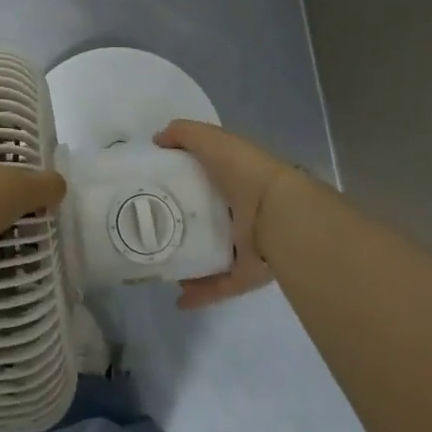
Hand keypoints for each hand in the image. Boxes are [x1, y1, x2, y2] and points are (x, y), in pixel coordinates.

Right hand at [154, 120, 299, 308]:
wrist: (278, 214)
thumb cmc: (244, 171)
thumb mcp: (211, 140)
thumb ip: (184, 134)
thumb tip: (158, 139)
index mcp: (237, 179)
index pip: (209, 177)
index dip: (185, 178)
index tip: (156, 186)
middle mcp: (243, 211)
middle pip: (210, 217)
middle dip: (185, 222)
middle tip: (153, 226)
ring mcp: (247, 244)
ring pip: (215, 254)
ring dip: (191, 261)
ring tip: (162, 262)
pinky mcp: (248, 273)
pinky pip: (221, 285)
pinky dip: (201, 292)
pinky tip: (179, 297)